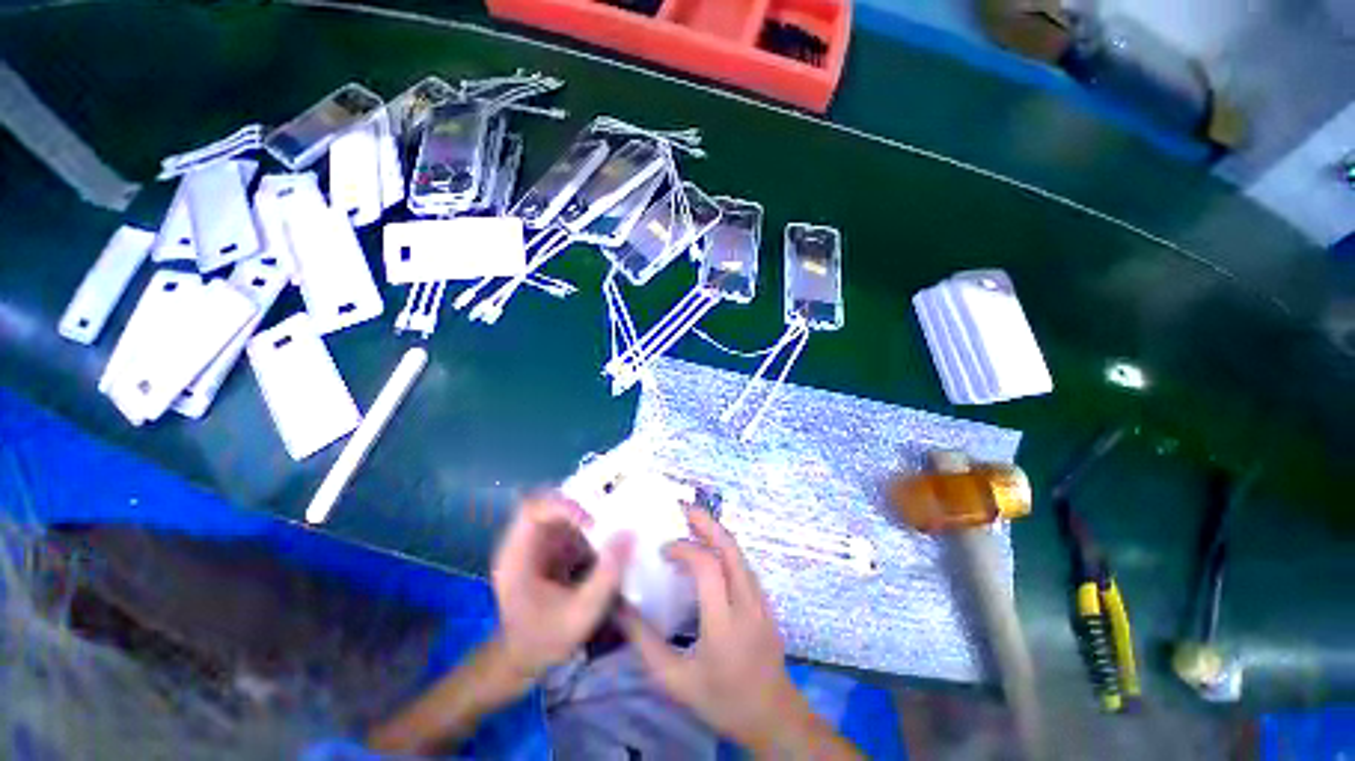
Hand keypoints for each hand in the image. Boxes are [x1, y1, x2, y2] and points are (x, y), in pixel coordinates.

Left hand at [492, 493, 632, 678]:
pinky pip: (569, 526)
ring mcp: (536, 544)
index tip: (593, 523)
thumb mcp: (581, 613)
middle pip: (549, 504)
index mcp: (516, 557)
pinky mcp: (548, 548)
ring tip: (614, 527)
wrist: (525, 659)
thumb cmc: (546, 639)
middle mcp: (523, 543)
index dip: (563, 507)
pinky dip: (590, 530)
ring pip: (562, 512)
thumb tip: (629, 534)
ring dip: (588, 517)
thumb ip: (606, 575)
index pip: (533, 510)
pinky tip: (606, 543)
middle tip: (610, 516)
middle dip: (581, 507)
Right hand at [620, 507, 858, 757]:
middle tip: (683, 508)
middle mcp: (747, 604)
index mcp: (724, 624)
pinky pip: (743, 564)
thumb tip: (619, 608)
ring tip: (692, 522)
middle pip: (730, 549)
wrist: (772, 716)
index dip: (684, 549)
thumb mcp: (674, 680)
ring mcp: (761, 600)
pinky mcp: (766, 601)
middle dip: (706, 523)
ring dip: (715, 533)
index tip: (662, 550)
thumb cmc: (721, 699)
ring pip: (739, 553)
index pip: (707, 567)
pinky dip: (724, 548)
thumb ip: (644, 643)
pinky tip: (708, 550)